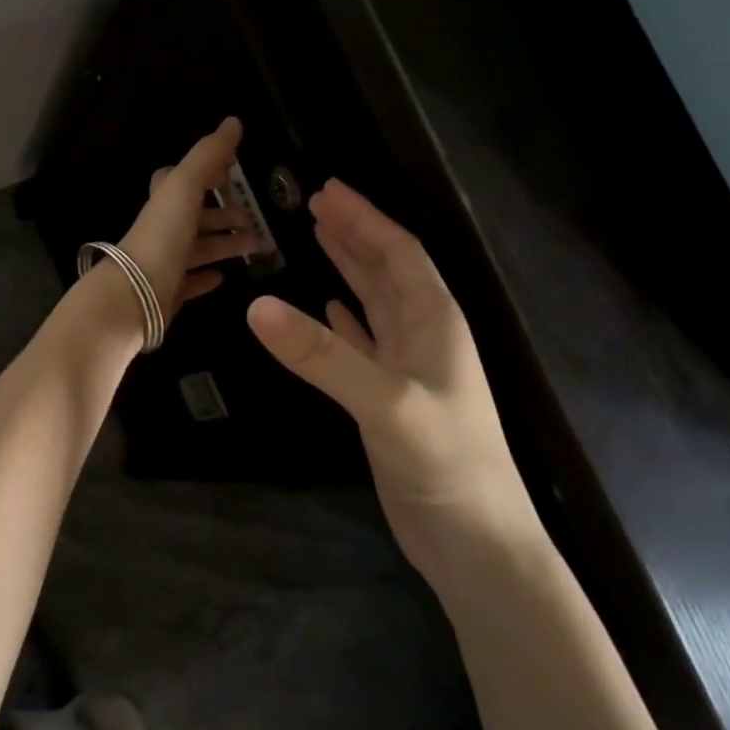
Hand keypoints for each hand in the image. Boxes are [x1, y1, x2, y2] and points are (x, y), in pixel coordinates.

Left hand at [114, 118, 258, 319]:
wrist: (134, 295)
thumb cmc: (162, 236)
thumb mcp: (185, 186)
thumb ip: (208, 155)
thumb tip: (233, 121)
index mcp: (165, 202)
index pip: (183, 180)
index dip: (206, 173)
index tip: (233, 173)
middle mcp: (163, 229)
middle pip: (196, 217)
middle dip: (224, 214)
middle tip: (255, 218)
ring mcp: (165, 262)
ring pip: (199, 249)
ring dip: (225, 244)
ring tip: (256, 247)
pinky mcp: (169, 293)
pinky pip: (190, 282)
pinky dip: (206, 277)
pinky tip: (223, 277)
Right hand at [245, 180, 539, 573]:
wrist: (473, 540)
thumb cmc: (445, 461)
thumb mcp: (384, 401)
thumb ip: (322, 354)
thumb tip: (257, 305)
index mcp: (436, 321)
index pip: (398, 252)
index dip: (364, 218)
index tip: (326, 189)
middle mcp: (424, 336)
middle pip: (386, 270)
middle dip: (354, 234)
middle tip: (314, 203)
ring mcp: (406, 368)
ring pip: (375, 303)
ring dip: (349, 269)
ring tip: (318, 239)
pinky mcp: (389, 398)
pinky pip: (364, 341)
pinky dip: (346, 319)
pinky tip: (328, 307)